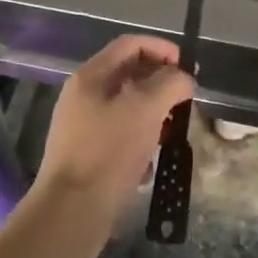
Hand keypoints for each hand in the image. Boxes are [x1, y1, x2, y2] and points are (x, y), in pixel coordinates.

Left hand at [31, 34, 193, 257]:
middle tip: (182, 103)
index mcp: (91, 76)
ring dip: (153, 116)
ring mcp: (83, 126)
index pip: (131, 44)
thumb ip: (170, 84)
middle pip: (130, 74)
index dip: (162, 48)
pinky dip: (140, 142)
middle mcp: (83, 96)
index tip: (186, 68)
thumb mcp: (146, 110)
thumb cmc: (108, 152)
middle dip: (160, 85)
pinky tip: (150, 164)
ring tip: (170, 134)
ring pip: (128, 108)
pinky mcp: (88, 155)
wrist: (70, 213)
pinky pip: (121, 136)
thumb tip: (183, 79)